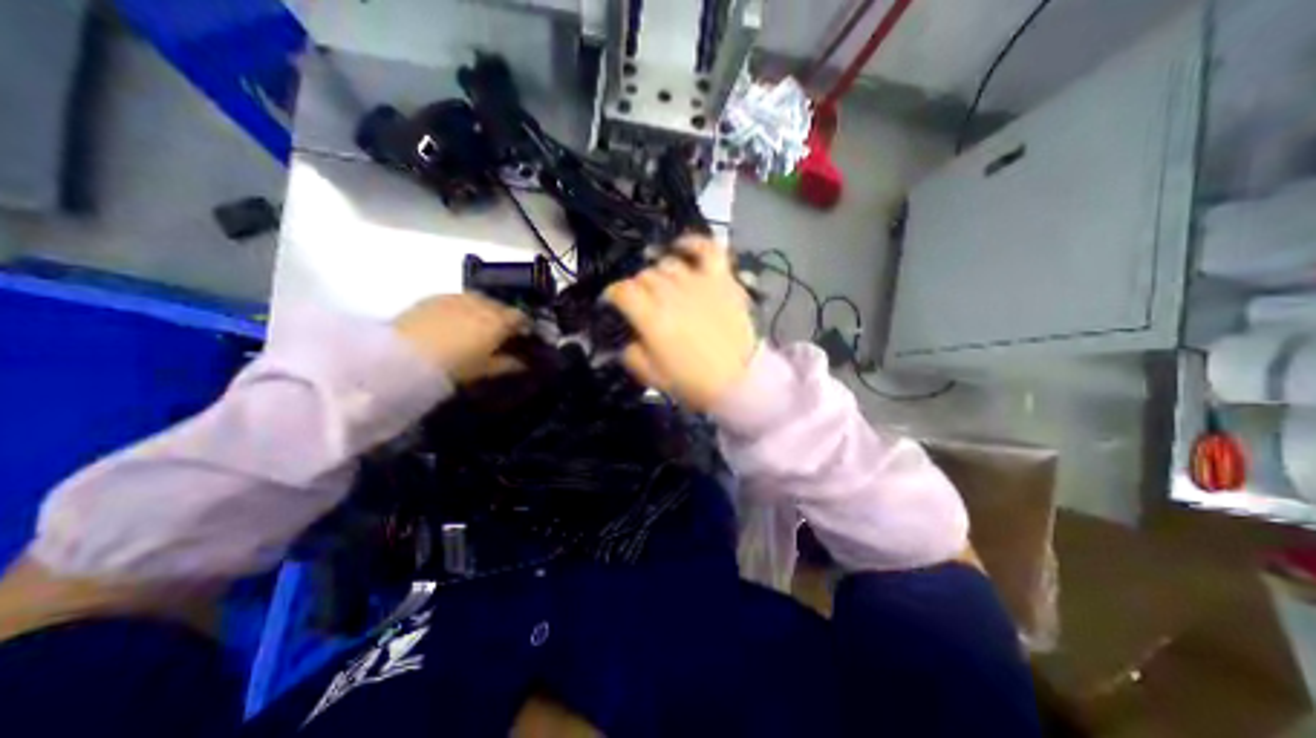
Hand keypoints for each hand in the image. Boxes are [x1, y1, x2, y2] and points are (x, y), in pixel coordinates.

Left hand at [392, 294, 528, 381]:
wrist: (404, 355)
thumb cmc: (453, 366)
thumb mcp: (484, 370)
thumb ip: (506, 364)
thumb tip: (522, 363)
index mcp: (499, 320)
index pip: (520, 316)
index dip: (524, 326)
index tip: (523, 336)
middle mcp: (482, 303)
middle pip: (500, 305)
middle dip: (503, 316)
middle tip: (500, 333)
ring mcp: (457, 297)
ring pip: (479, 299)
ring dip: (483, 310)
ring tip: (477, 326)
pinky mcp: (434, 297)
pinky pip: (457, 299)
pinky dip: (462, 308)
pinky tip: (454, 321)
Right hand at [603, 236, 755, 410]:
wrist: (738, 380)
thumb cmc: (693, 381)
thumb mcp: (652, 376)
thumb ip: (631, 355)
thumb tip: (628, 340)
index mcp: (651, 317)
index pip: (621, 291)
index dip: (612, 294)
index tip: (613, 302)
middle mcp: (671, 293)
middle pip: (643, 276)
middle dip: (637, 288)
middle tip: (641, 302)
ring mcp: (698, 282)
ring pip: (668, 264)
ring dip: (659, 273)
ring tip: (661, 284)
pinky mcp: (721, 279)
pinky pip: (707, 249)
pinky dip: (693, 243)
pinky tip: (682, 246)